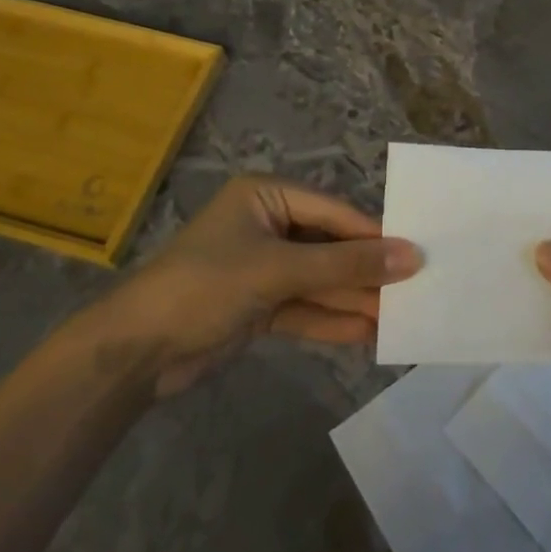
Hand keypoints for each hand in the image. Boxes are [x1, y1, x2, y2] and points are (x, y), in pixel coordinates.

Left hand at [79, 176, 421, 396]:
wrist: (133, 353)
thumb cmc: (205, 286)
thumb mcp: (279, 270)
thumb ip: (345, 266)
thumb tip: (411, 257)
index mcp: (267, 198)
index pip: (333, 213)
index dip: (373, 235)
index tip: (416, 254)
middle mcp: (268, 226)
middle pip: (329, 248)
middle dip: (365, 273)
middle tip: (414, 291)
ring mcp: (263, 268)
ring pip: (320, 282)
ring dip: (353, 301)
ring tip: (400, 318)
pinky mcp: (258, 306)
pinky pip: (304, 308)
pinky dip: (331, 321)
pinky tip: (367, 334)